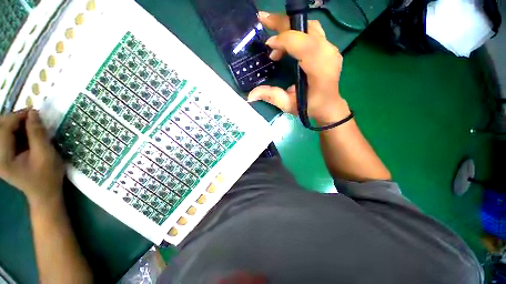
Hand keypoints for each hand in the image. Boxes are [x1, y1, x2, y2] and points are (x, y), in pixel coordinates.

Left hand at [0, 109, 64, 207]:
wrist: (44, 193)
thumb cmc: (47, 176)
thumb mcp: (45, 154)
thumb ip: (37, 133)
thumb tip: (33, 112)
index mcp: (3, 158)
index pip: (3, 129)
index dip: (17, 116)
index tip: (34, 112)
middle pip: (0, 128)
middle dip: (15, 119)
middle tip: (33, 117)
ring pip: (2, 130)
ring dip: (16, 124)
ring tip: (31, 125)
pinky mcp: (3, 156)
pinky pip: (6, 136)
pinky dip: (16, 131)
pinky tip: (27, 133)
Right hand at [248, 12, 350, 124]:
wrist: (329, 106)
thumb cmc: (310, 107)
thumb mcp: (288, 105)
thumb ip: (271, 96)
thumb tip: (250, 95)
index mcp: (320, 69)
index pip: (303, 44)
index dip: (283, 40)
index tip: (268, 46)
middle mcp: (328, 54)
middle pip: (306, 28)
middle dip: (283, 22)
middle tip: (263, 20)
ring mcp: (331, 49)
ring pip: (309, 27)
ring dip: (289, 28)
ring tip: (274, 41)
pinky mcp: (329, 49)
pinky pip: (312, 33)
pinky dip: (297, 34)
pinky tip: (286, 46)